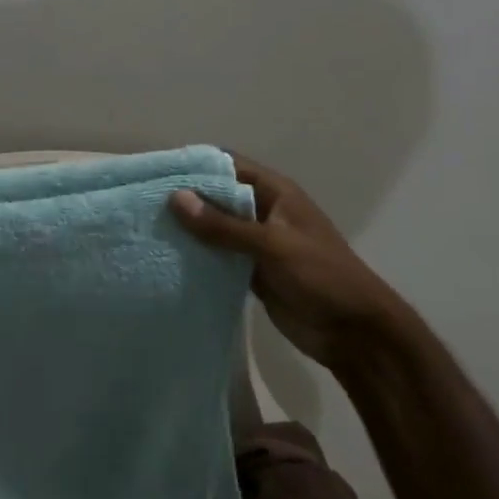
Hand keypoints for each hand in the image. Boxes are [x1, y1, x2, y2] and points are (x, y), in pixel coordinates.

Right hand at [170, 155, 412, 371]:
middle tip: (142, 203)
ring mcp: (257, 243)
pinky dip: (198, 257)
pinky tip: (168, 260)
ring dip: (189, 230)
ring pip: (215, 228)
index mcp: (276, 193)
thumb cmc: (321, 277)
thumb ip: (224, 225)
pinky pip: (218, 257)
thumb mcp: (272, 245)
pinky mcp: (252, 272)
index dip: (195, 165)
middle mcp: (264, 212)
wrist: (356, 333)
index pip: (229, 165)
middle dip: (185, 198)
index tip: (157, 171)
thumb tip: (175, 198)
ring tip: (147, 230)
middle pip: (218, 196)